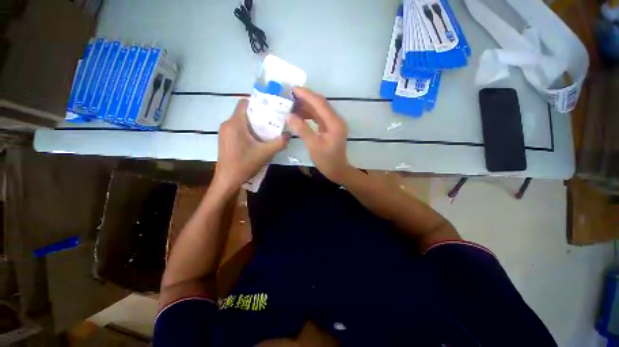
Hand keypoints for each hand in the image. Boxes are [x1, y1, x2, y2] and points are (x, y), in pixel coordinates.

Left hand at [214, 99, 288, 191]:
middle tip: (273, 120)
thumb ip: (279, 143)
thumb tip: (289, 134)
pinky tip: (257, 139)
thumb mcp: (265, 153)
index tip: (271, 107)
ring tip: (268, 129)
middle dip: (259, 114)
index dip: (258, 102)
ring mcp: (224, 132)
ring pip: (241, 121)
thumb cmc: (244, 164)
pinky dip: (248, 130)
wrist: (227, 180)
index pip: (245, 103)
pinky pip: (237, 129)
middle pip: (244, 112)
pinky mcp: (225, 139)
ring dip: (254, 123)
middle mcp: (227, 124)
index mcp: (235, 123)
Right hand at [287, 87, 352, 183]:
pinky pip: (319, 117)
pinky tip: (299, 114)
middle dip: (306, 98)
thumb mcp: (313, 146)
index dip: (307, 95)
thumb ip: (302, 129)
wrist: (337, 170)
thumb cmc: (326, 161)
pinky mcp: (330, 128)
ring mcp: (334, 124)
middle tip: (290, 95)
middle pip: (321, 104)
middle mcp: (336, 120)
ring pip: (319, 110)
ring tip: (292, 103)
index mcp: (334, 123)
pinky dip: (309, 114)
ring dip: (307, 106)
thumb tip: (289, 115)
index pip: (320, 104)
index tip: (293, 89)